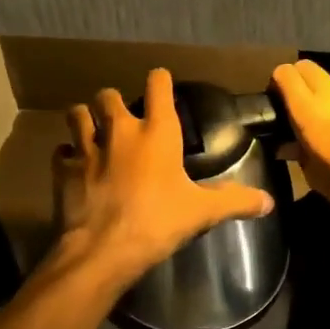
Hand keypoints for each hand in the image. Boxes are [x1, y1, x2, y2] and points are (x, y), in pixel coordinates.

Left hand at [52, 67, 275, 284]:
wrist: (104, 248)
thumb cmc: (158, 222)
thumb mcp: (202, 212)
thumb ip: (235, 201)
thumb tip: (268, 202)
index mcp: (157, 133)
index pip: (158, 86)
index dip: (159, 80)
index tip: (161, 82)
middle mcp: (120, 131)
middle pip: (108, 96)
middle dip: (113, 101)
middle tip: (121, 116)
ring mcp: (88, 148)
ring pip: (77, 114)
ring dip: (84, 118)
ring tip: (90, 128)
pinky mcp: (65, 170)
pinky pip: (61, 152)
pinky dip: (66, 155)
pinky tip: (73, 164)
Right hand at [269, 60, 329, 224]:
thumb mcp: (318, 179)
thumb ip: (299, 154)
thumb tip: (288, 144)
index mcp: (311, 111)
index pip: (285, 74)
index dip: (276, 85)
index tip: (274, 104)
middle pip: (307, 68)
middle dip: (297, 82)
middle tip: (295, 109)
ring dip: (323, 94)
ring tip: (325, 123)